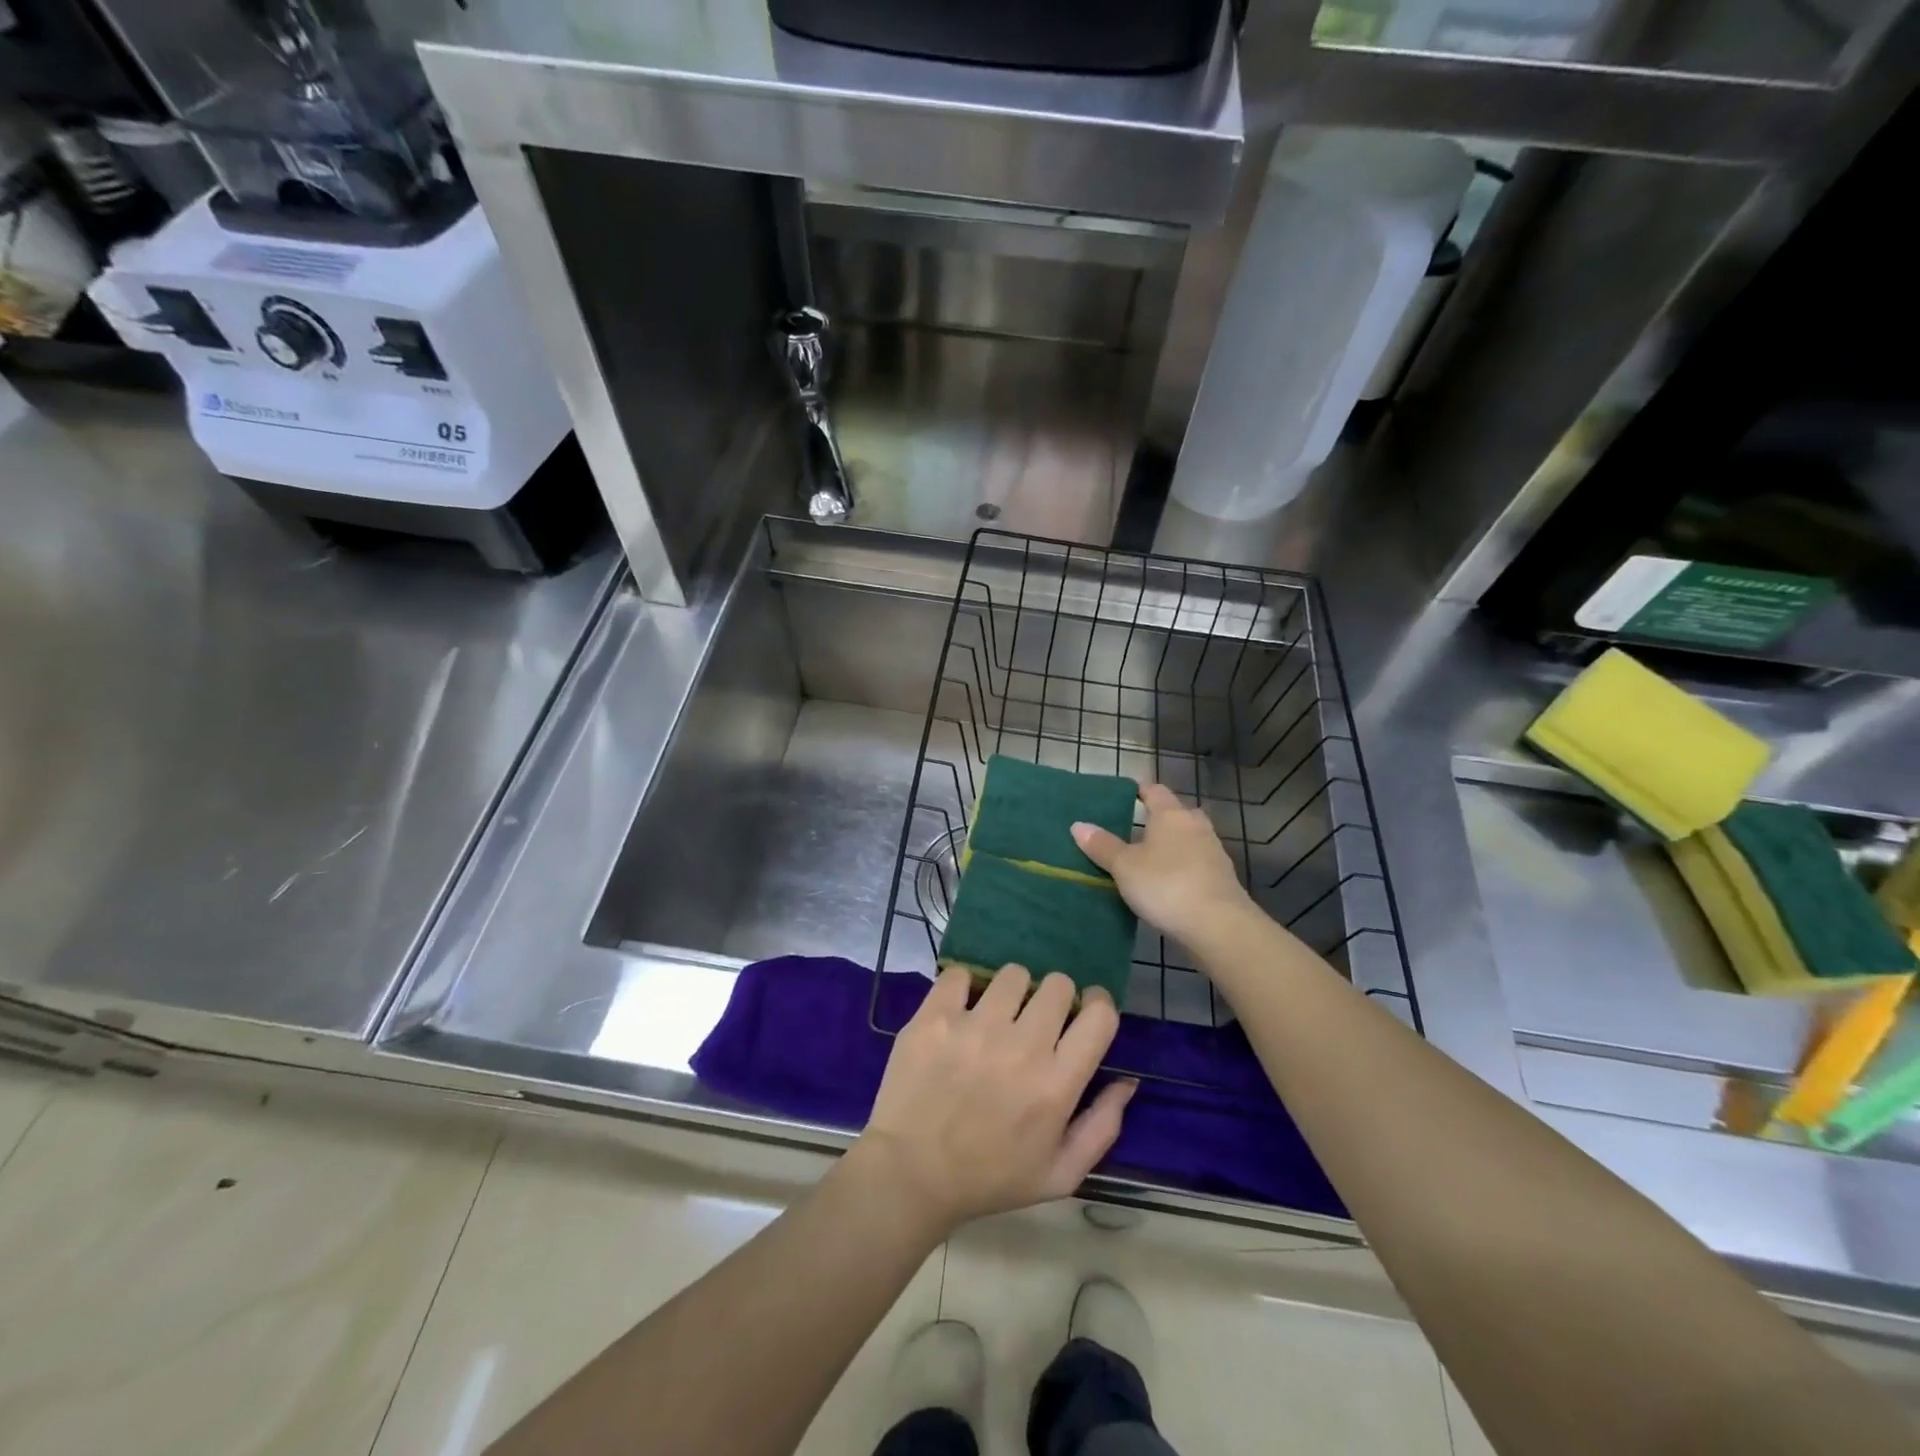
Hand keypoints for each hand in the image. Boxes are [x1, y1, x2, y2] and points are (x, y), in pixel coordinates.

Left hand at [856, 965, 1134, 1236]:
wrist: (911, 1174)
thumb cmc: (990, 1178)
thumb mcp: (1060, 1174)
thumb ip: (1102, 1127)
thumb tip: (1127, 1080)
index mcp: (1056, 1085)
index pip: (1100, 1015)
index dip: (1098, 1006)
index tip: (1085, 1013)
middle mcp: (1020, 1047)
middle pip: (1058, 984)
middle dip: (1055, 998)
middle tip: (1036, 1020)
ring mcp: (974, 1027)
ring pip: (1012, 974)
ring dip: (1011, 991)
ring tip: (996, 1015)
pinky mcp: (934, 1017)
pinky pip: (960, 974)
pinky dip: (963, 986)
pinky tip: (960, 1009)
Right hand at [1072, 783, 1255, 947]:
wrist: (1218, 925)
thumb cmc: (1166, 885)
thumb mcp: (1124, 867)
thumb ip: (1102, 845)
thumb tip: (1078, 825)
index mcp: (1171, 814)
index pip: (1154, 791)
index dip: (1139, 790)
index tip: (1122, 796)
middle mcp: (1195, 826)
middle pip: (1176, 813)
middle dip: (1157, 819)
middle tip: (1133, 830)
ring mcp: (1213, 851)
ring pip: (1188, 839)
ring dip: (1171, 845)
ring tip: (1147, 859)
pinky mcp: (1222, 878)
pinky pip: (1196, 862)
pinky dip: (1182, 866)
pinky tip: (1167, 883)